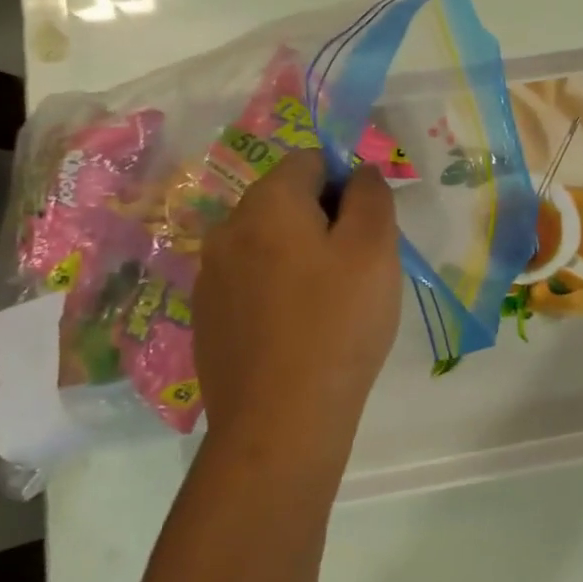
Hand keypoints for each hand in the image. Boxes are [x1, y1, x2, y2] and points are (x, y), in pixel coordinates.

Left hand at [192, 150, 401, 472]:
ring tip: (332, 303)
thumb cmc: (338, 323)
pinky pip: (251, 282)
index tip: (368, 228)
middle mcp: (227, 229)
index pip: (309, 161)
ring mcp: (211, 277)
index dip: (346, 183)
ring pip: (268, 243)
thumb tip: (358, 173)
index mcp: (267, 203)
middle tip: (358, 267)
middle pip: (285, 200)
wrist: (281, 420)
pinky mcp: (208, 317)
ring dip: (302, 256)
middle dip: (325, 219)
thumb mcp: (374, 248)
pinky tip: (300, 330)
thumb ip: (371, 195)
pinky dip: (279, 290)